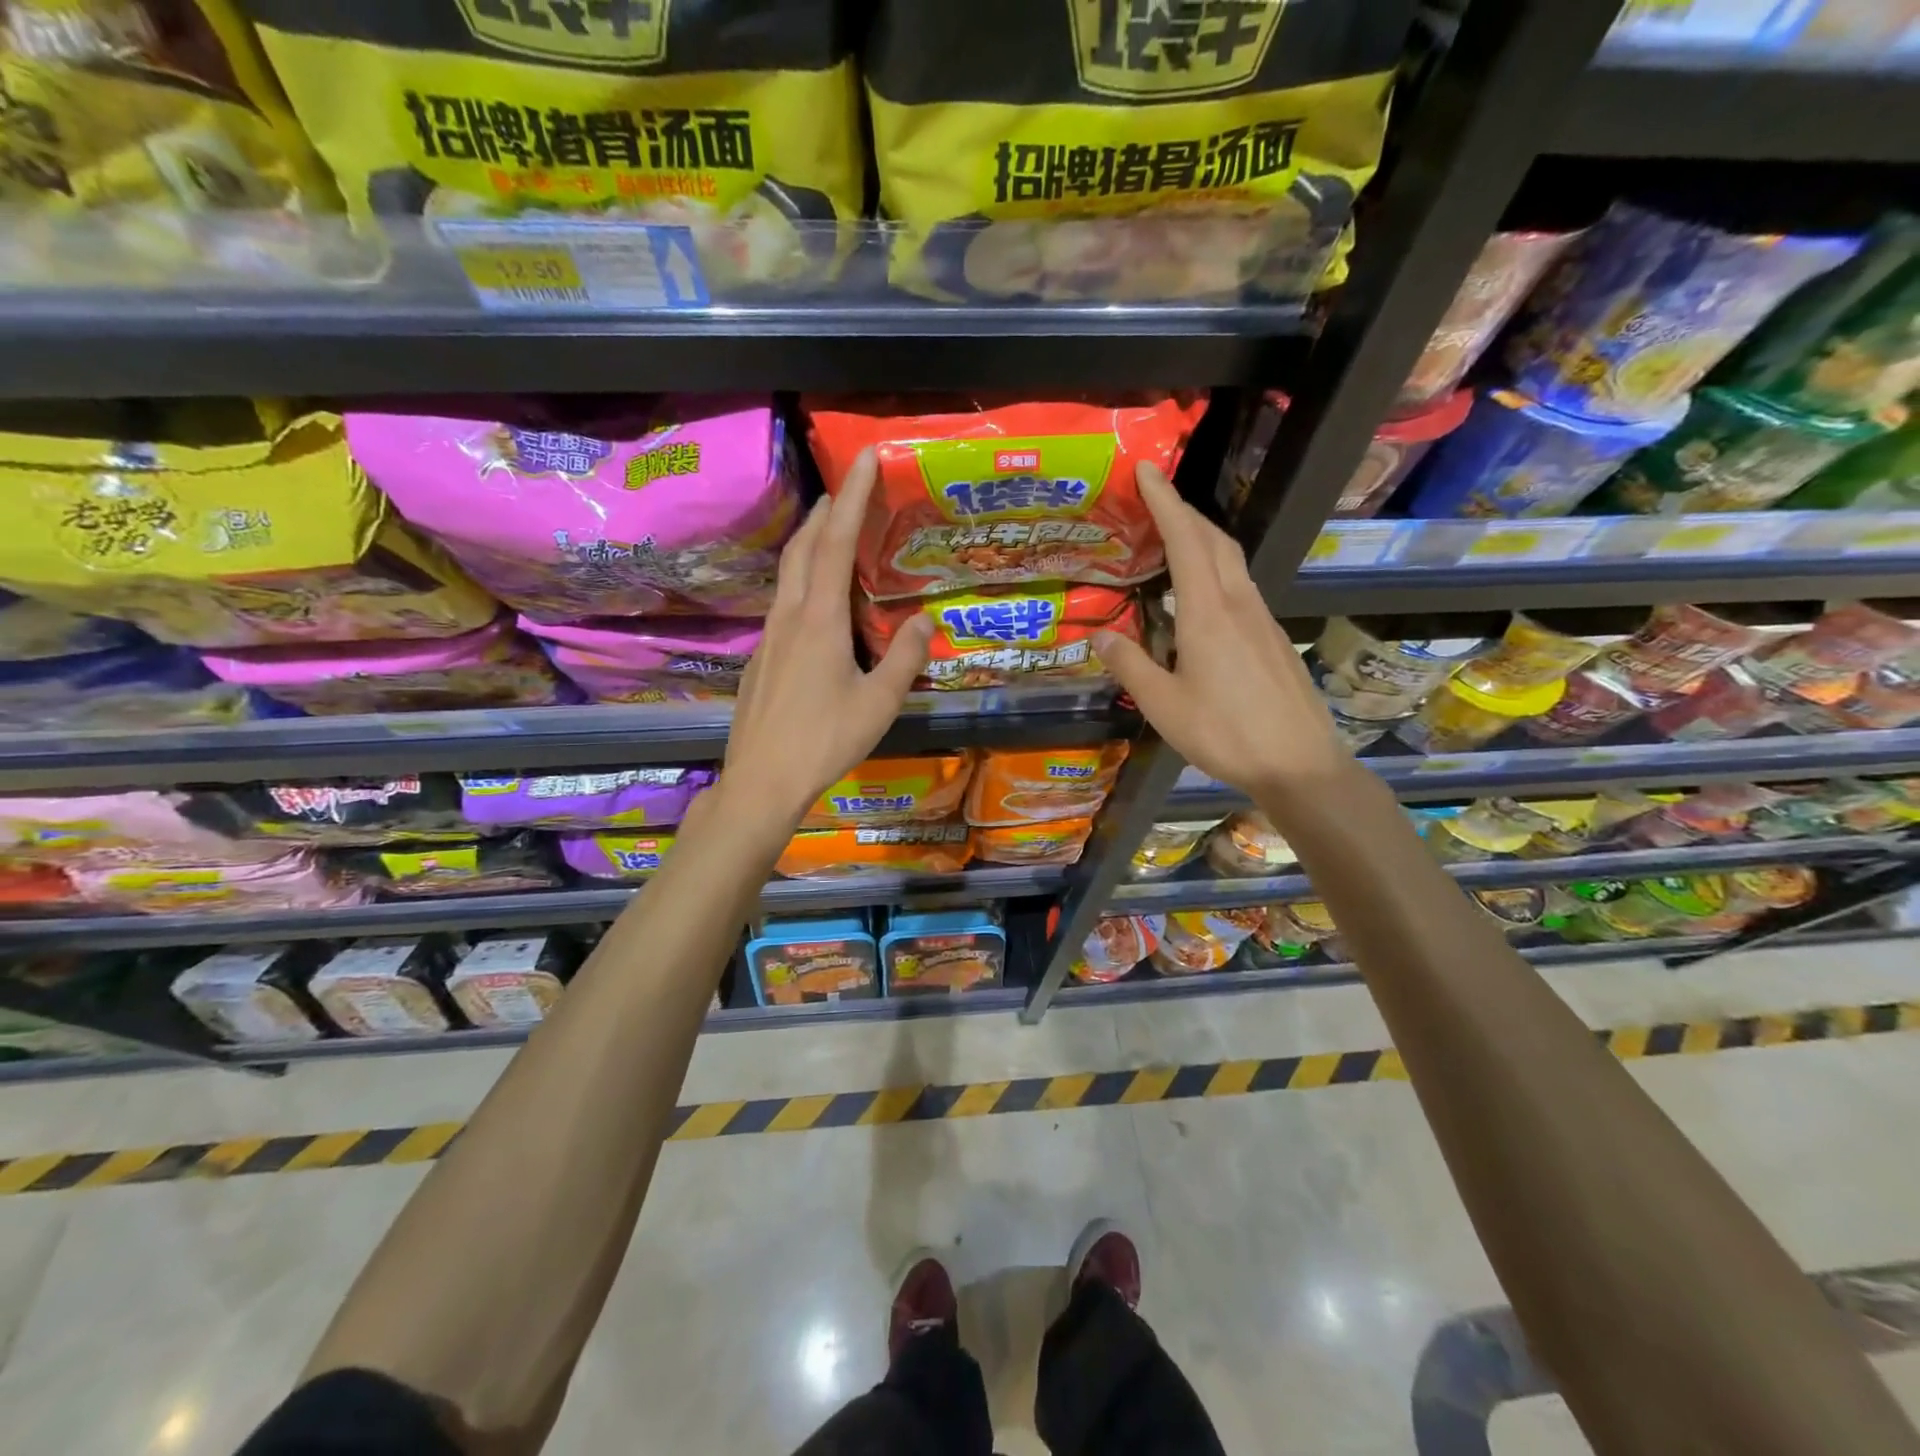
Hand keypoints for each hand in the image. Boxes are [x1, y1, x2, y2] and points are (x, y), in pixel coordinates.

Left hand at [722, 448, 933, 826]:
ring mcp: (770, 636)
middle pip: (802, 548)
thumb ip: (905, 658)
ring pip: (788, 574)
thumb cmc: (824, 740)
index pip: (834, 543)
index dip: (851, 497)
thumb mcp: (879, 703)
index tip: (864, 458)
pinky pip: (784, 602)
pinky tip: (819, 602)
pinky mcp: (763, 658)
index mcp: (820, 620)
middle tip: (848, 492)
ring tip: (835, 535)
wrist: (761, 779)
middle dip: (825, 512)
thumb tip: (925, 621)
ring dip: (811, 544)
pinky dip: (804, 580)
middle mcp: (789, 616)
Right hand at [1093, 463, 1351, 804]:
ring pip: (1232, 562)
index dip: (1165, 501)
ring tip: (1174, 539)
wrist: (1299, 763)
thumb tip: (1101, 636)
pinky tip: (1200, 596)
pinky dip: (1215, 570)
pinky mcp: (1272, 639)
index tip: (1147, 470)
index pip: (1186, 540)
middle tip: (1155, 500)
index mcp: (1208, 613)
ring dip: (1203, 539)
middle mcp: (1239, 604)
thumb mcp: (1163, 706)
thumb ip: (1131, 665)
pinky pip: (1240, 586)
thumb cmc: (1225, 734)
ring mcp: (1262, 620)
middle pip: (1215, 540)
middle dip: (1185, 512)